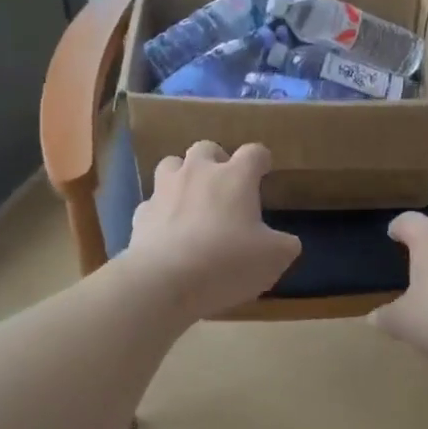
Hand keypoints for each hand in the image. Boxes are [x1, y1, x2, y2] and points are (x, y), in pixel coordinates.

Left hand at [122, 141, 301, 318]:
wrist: (165, 281)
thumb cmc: (228, 262)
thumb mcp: (273, 258)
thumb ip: (284, 244)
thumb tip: (285, 242)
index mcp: (235, 177)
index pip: (253, 152)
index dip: (261, 159)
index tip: (264, 168)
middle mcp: (198, 173)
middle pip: (206, 147)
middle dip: (216, 159)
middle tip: (224, 181)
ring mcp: (165, 190)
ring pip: (171, 163)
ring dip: (182, 174)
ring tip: (190, 196)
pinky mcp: (141, 213)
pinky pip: (152, 203)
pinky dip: (161, 211)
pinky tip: (167, 230)